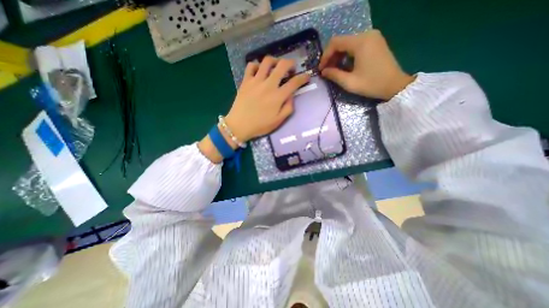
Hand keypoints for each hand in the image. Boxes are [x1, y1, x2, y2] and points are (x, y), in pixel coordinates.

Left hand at [198, 57, 310, 163]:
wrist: (239, 126)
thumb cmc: (260, 125)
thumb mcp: (278, 121)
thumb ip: (288, 108)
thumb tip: (291, 96)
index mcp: (278, 96)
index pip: (294, 82)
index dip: (303, 78)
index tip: (306, 76)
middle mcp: (268, 85)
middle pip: (282, 65)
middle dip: (290, 63)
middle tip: (291, 68)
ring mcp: (256, 81)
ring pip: (267, 61)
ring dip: (275, 61)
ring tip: (276, 67)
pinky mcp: (245, 81)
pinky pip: (251, 66)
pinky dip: (257, 65)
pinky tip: (259, 71)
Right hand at [320, 29, 413, 99]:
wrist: (395, 85)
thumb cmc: (371, 84)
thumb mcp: (349, 82)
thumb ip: (334, 75)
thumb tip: (323, 72)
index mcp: (360, 42)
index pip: (335, 42)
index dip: (325, 56)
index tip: (321, 69)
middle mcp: (367, 35)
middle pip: (341, 42)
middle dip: (331, 56)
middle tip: (326, 71)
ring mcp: (372, 37)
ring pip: (348, 43)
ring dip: (338, 56)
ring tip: (334, 69)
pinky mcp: (375, 42)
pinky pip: (356, 45)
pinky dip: (347, 54)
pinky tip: (344, 65)